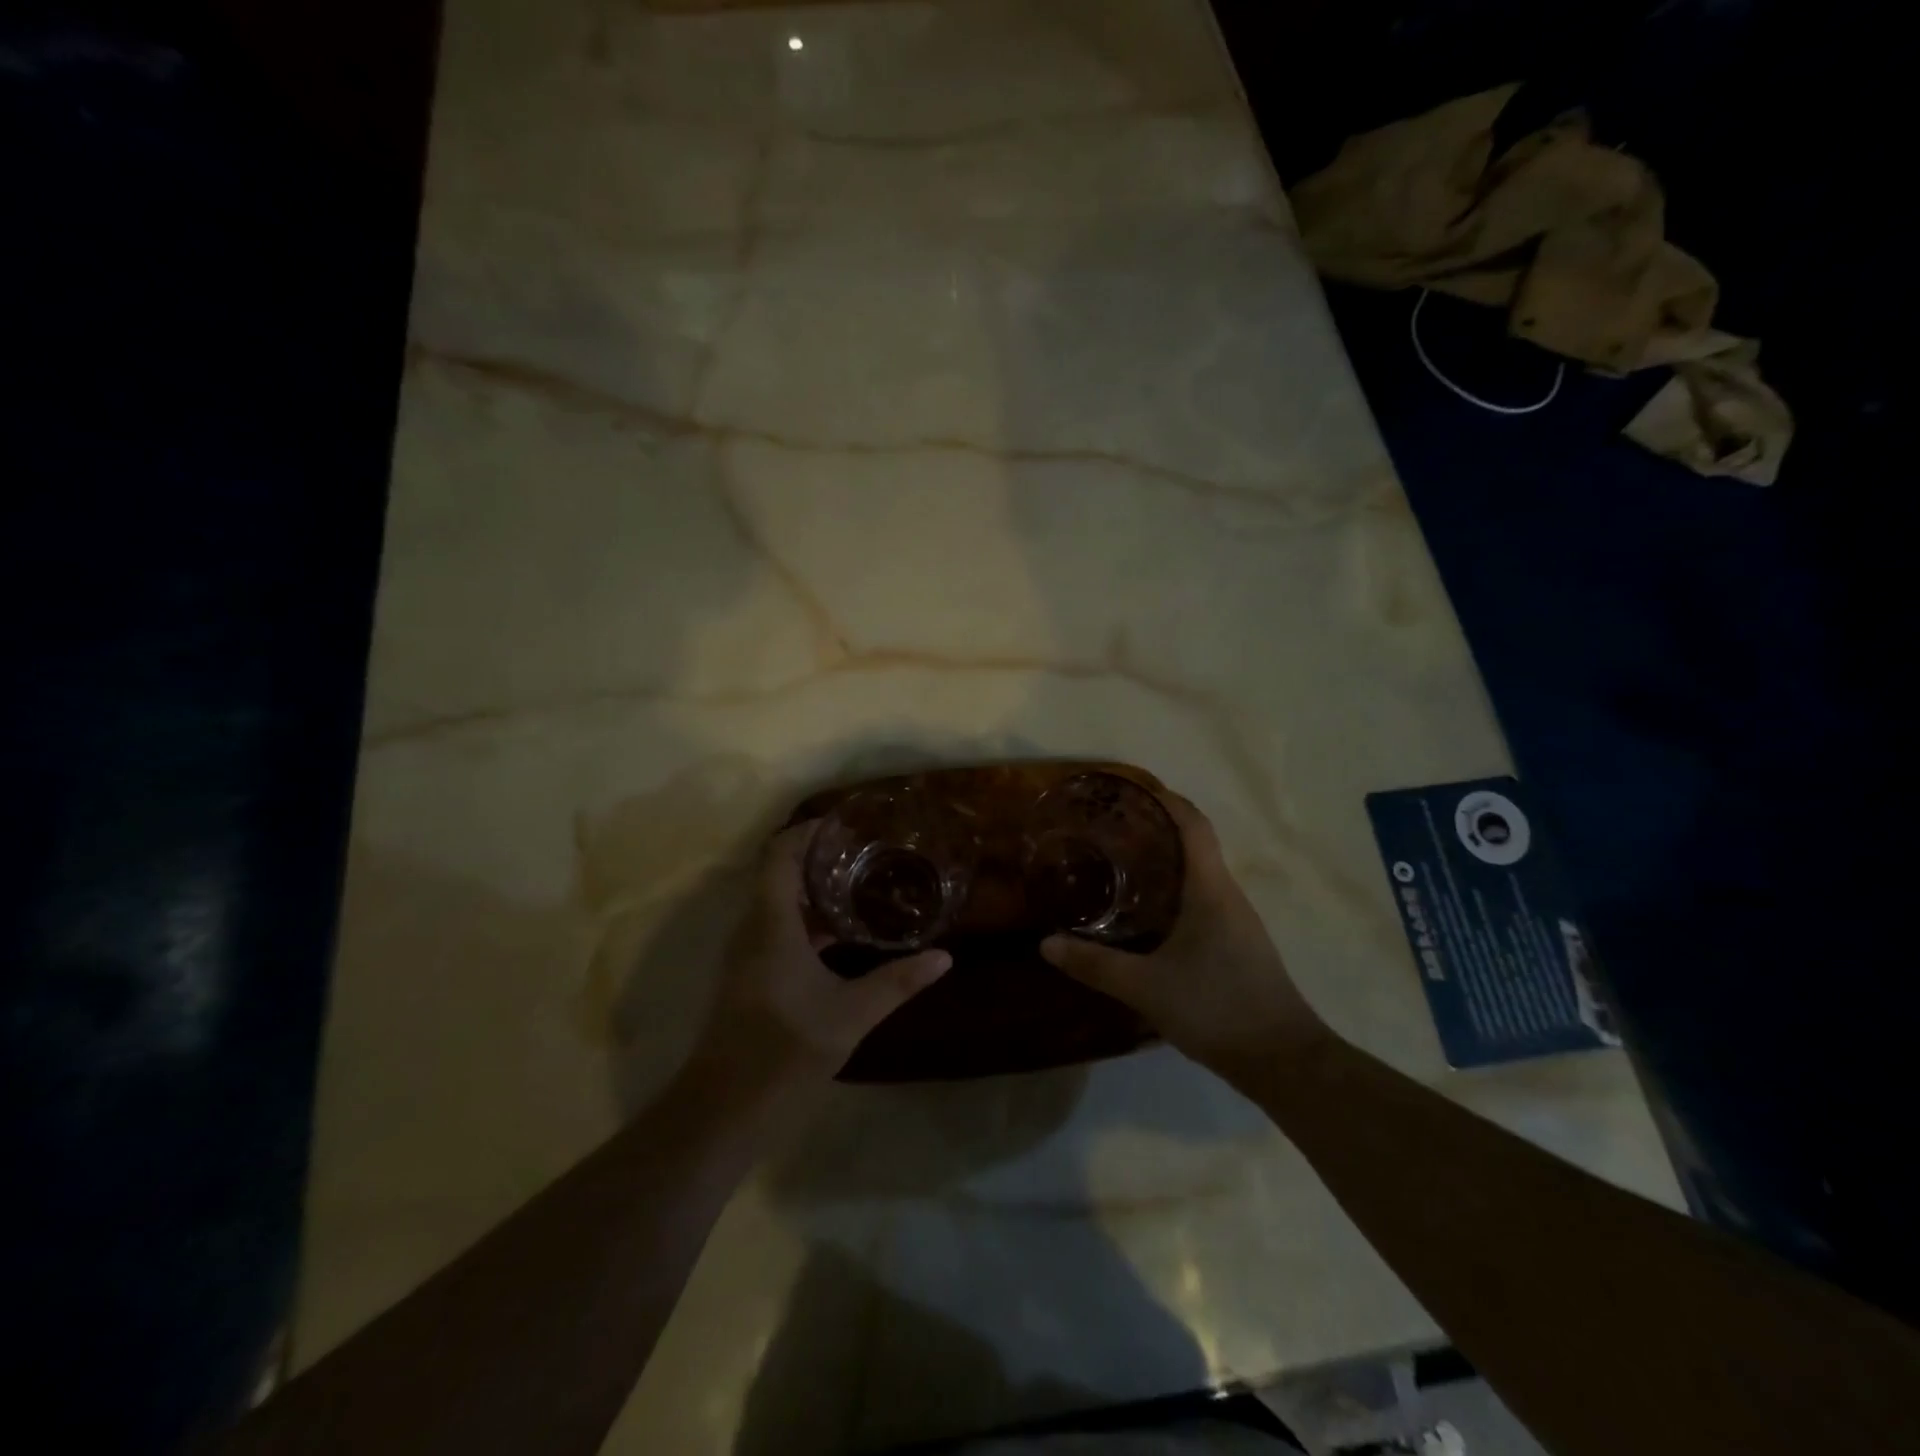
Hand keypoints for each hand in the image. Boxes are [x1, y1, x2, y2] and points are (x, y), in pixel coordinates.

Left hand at [691, 821, 950, 1087]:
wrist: (724, 1110)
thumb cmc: (785, 1051)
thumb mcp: (851, 1014)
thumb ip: (898, 981)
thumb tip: (944, 956)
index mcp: (772, 924)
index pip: (780, 855)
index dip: (808, 832)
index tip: (846, 826)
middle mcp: (753, 929)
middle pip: (779, 874)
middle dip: (819, 859)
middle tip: (867, 854)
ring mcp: (747, 955)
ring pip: (778, 904)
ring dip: (815, 891)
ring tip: (862, 886)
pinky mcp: (750, 977)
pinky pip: (778, 930)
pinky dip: (808, 922)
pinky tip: (842, 937)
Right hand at [1040, 792, 1328, 1084]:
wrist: (1283, 1060)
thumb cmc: (1217, 1007)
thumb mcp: (1147, 987)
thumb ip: (1095, 965)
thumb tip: (1047, 943)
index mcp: (1210, 889)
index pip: (1193, 824)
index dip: (1166, 800)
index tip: (1132, 791)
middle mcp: (1227, 895)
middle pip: (1195, 844)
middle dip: (1155, 829)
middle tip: (1110, 830)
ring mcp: (1237, 921)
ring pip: (1198, 874)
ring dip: (1165, 861)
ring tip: (1120, 866)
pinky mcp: (1237, 944)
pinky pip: (1202, 900)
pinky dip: (1173, 892)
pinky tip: (1147, 915)